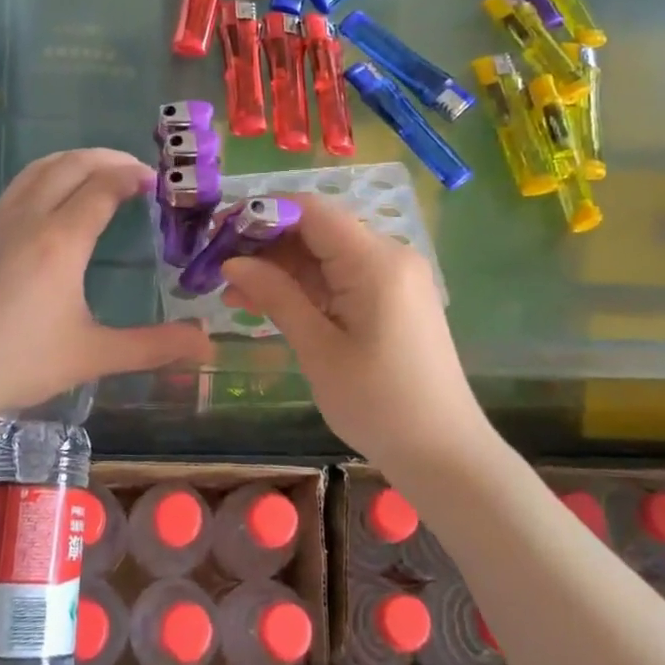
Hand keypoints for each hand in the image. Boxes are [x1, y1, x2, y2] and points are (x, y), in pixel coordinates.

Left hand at [0, 149, 212, 420]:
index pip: (103, 186)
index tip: (156, 182)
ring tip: (97, 173)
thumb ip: (154, 346)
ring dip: (74, 161)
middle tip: (135, 170)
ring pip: (39, 169)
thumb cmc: (20, 362)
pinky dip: (46, 177)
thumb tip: (206, 342)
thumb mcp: (94, 355)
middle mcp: (28, 217)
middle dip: (108, 158)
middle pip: (71, 164)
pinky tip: (51, 204)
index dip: (132, 176)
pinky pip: (17, 186)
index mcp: (61, 240)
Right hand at [219, 196, 483, 466]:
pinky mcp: (394, 298)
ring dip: (282, 269)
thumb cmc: (379, 404)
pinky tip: (271, 305)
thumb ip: (276, 296)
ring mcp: (395, 277)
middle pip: (318, 229)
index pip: (310, 210)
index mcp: (375, 260)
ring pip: (327, 254)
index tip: (219, 234)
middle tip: (219, 271)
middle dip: (266, 244)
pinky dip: (307, 286)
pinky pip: (343, 276)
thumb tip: (232, 263)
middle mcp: (390, 255)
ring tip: (235, 296)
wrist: (445, 454)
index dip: (261, 213)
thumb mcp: (319, 349)